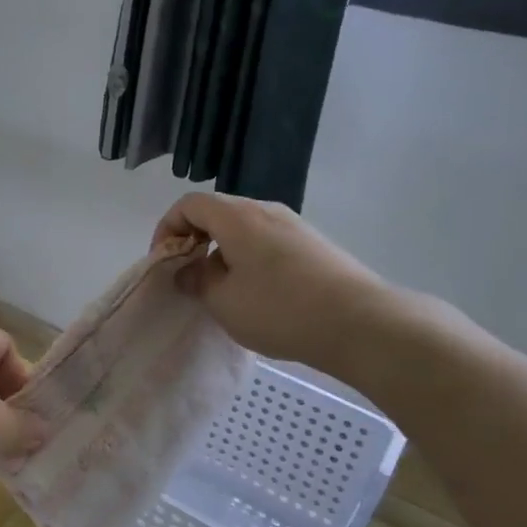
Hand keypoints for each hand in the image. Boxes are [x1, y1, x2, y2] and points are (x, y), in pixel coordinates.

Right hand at [154, 192, 399, 382]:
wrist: (360, 323)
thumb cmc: (280, 309)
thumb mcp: (223, 301)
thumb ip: (197, 281)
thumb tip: (189, 271)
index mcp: (237, 216)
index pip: (189, 204)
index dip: (167, 228)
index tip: (165, 262)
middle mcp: (266, 210)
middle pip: (217, 212)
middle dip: (194, 240)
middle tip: (189, 276)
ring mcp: (294, 226)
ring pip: (244, 228)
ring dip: (223, 252)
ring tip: (222, 289)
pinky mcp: (314, 245)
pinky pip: (268, 242)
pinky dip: (249, 258)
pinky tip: (257, 294)